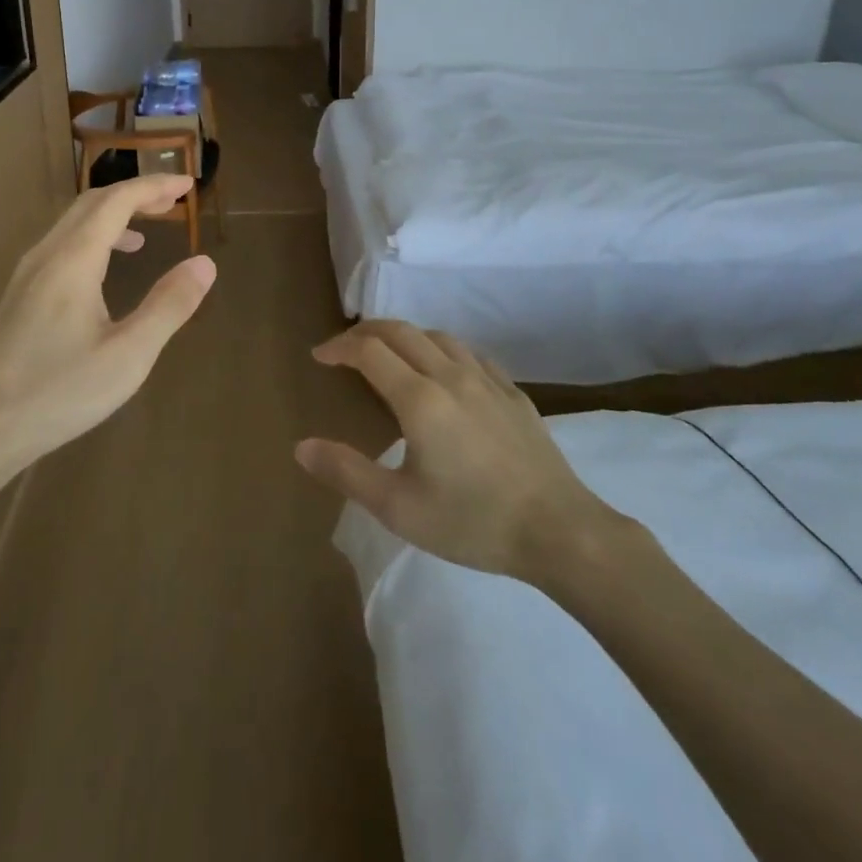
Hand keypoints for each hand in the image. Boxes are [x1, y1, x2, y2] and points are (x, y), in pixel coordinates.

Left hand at [0, 175, 215, 468]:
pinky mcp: (18, 295)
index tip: (188, 185)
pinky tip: (104, 269)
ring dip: (112, 214)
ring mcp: (26, 274)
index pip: (117, 200)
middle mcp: (46, 255)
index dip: (154, 186)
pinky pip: (60, 245)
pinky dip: (92, 237)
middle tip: (174, 200)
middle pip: (92, 203)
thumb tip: (204, 264)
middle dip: (135, 193)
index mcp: (72, 260)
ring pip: (72, 223)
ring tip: (147, 229)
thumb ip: (169, 305)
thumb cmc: (60, 393)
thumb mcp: (129, 355)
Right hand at [298, 321, 631, 581]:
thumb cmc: (471, 522)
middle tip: (344, 349)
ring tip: (389, 354)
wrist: (559, 531)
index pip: (369, 350)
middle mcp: (450, 375)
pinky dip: (442, 349)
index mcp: (419, 398)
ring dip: (404, 335)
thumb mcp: (398, 507)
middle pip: (401, 331)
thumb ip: (346, 472)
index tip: (319, 357)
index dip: (339, 347)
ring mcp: (487, 380)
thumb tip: (301, 446)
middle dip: (366, 332)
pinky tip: (445, 371)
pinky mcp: (513, 392)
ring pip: (437, 336)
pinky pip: (470, 353)